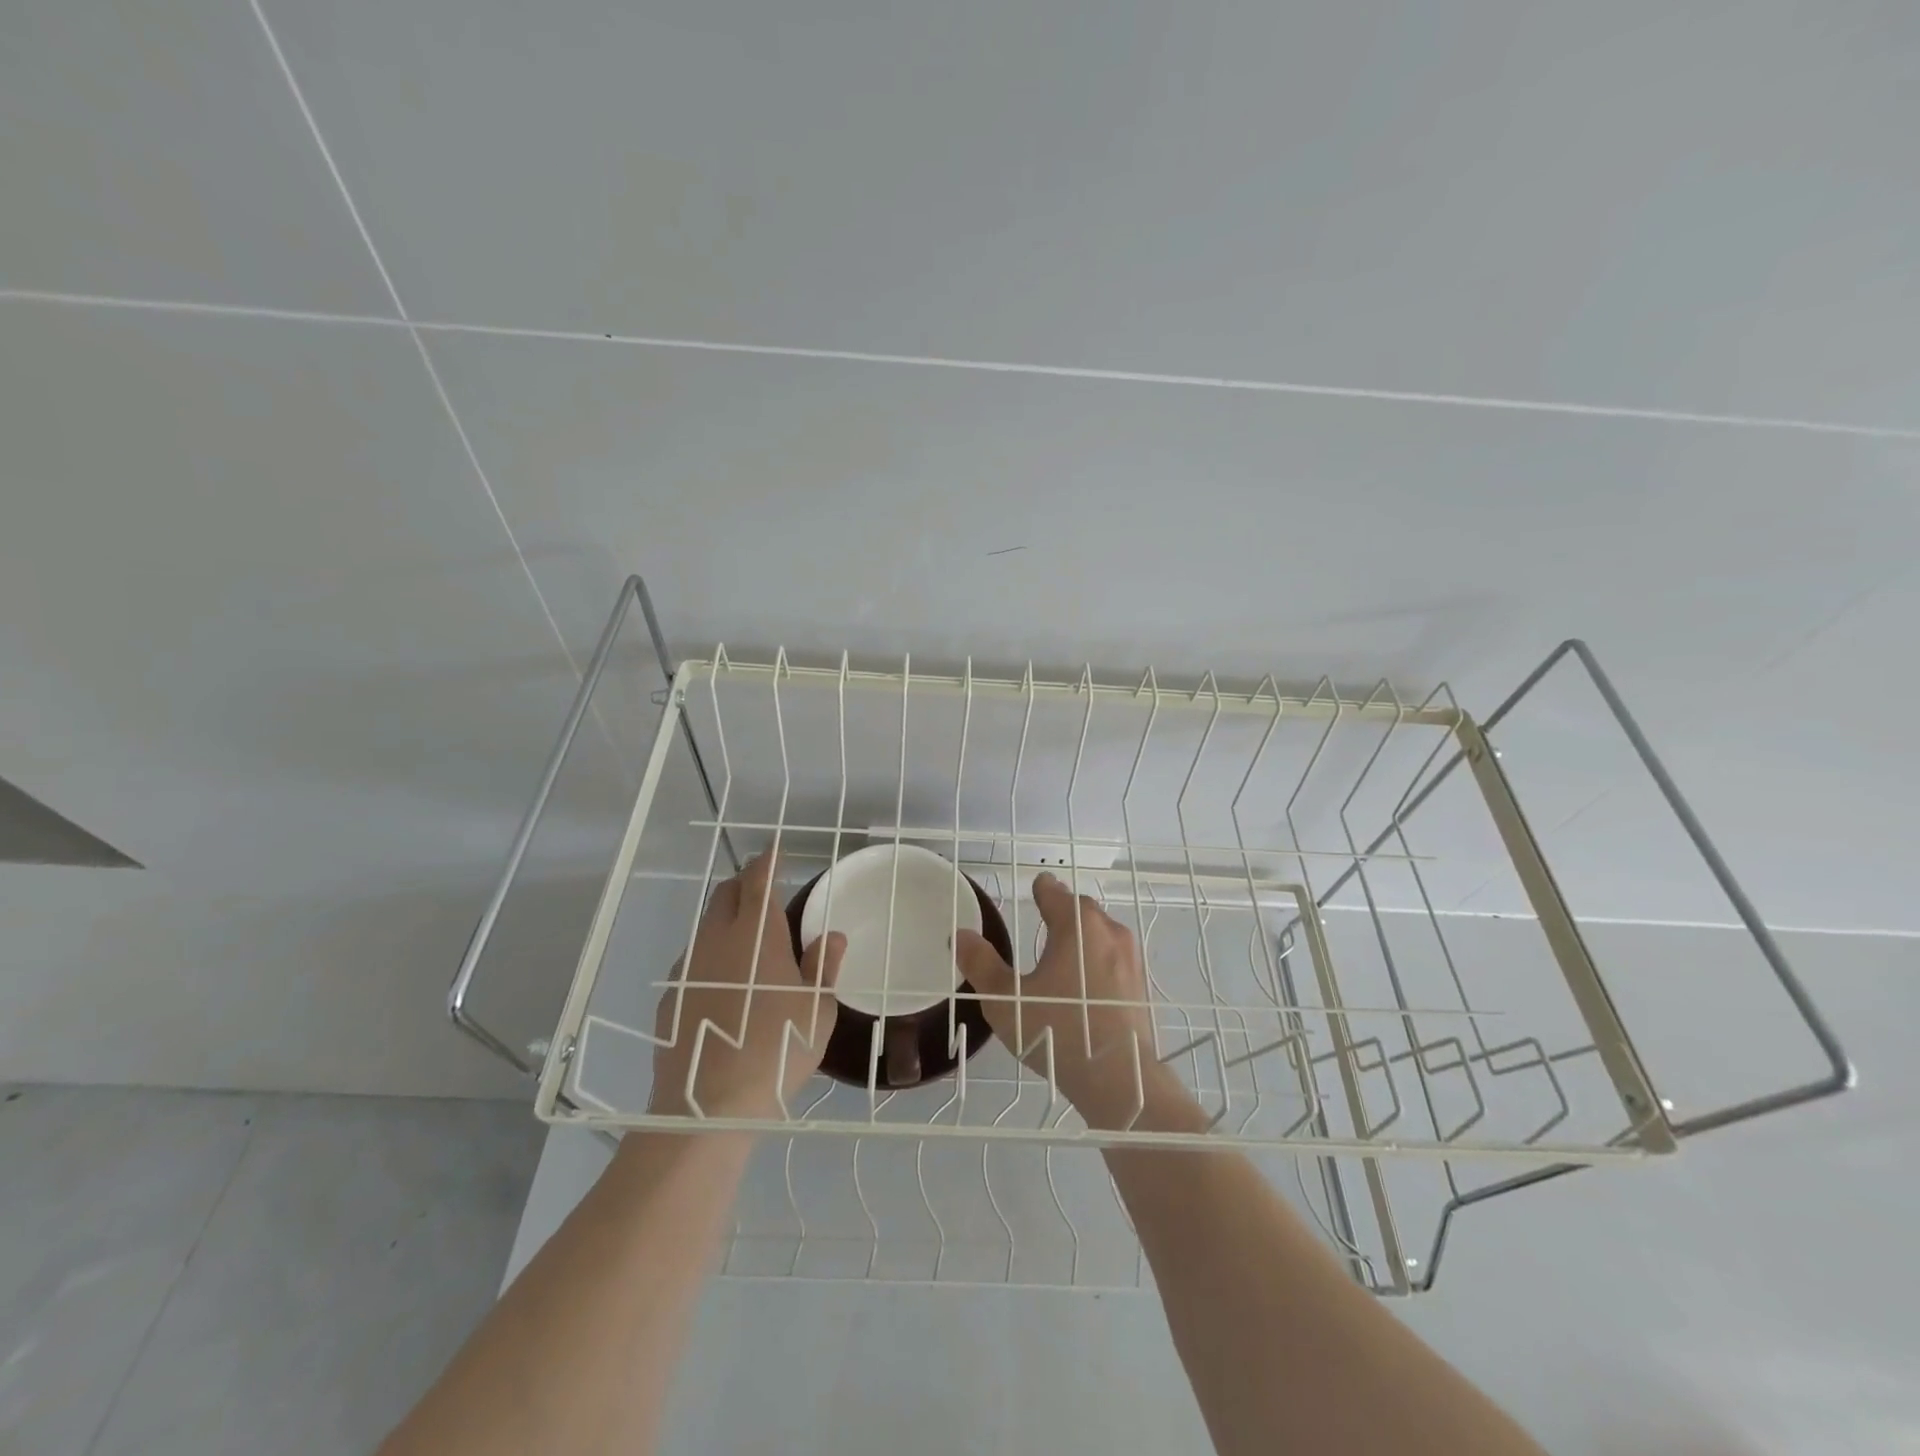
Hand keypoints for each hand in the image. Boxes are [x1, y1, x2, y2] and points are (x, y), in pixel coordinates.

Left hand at [650, 851, 845, 1119]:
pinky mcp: (670, 997)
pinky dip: (711, 957)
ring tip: (747, 944)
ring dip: (726, 922)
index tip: (774, 850)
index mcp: (756, 935)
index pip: (758, 880)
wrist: (708, 1105)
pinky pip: (694, 962)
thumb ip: (823, 966)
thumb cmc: (778, 1048)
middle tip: (763, 891)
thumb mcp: (817, 1009)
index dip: (767, 861)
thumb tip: (832, 937)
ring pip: (706, 927)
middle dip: (744, 884)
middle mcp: (717, 940)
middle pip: (725, 895)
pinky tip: (723, 987)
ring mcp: (688, 968)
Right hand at [955, 872, 1166, 1128]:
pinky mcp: (1141, 985)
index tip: (1032, 891)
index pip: (1053, 891)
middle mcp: (1109, 930)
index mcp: (1077, 924)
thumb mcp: (1006, 1000)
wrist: (1121, 1080)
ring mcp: (1131, 958)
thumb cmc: (1058, 1031)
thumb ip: (981, 964)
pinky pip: (1114, 960)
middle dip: (1061, 913)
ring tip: (1060, 960)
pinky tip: (1084, 989)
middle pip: (1080, 910)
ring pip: (1101, 934)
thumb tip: (960, 934)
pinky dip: (1097, 963)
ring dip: (1081, 939)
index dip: (1039, 890)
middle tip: (1040, 926)